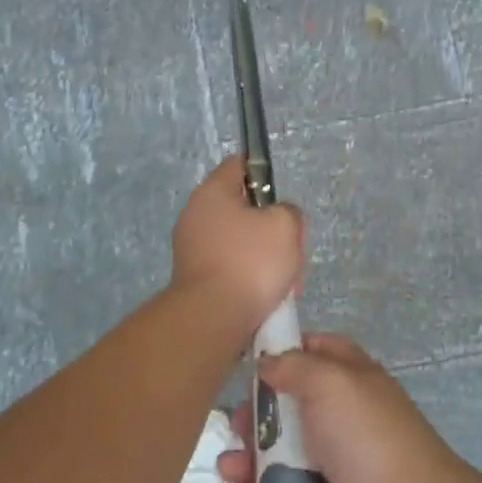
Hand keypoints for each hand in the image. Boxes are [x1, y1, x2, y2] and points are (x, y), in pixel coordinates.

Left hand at [171, 156, 304, 328]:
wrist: (213, 318)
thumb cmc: (250, 262)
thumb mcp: (285, 225)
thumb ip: (288, 211)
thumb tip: (278, 219)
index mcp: (212, 193)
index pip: (239, 165)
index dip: (264, 173)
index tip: (282, 198)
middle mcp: (195, 216)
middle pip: (244, 209)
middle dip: (272, 228)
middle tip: (290, 249)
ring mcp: (192, 249)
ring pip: (241, 242)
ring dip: (265, 258)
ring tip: (284, 282)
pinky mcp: (196, 279)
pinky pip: (231, 268)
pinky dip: (249, 278)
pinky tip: (266, 297)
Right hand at [218, 333, 462, 482]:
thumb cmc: (367, 438)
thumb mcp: (332, 382)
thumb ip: (294, 365)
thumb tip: (267, 363)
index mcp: (349, 381)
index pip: (314, 352)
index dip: (284, 350)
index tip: (250, 359)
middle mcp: (337, 420)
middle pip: (285, 408)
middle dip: (254, 415)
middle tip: (237, 425)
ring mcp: (327, 468)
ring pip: (274, 456)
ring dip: (246, 459)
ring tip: (231, 468)